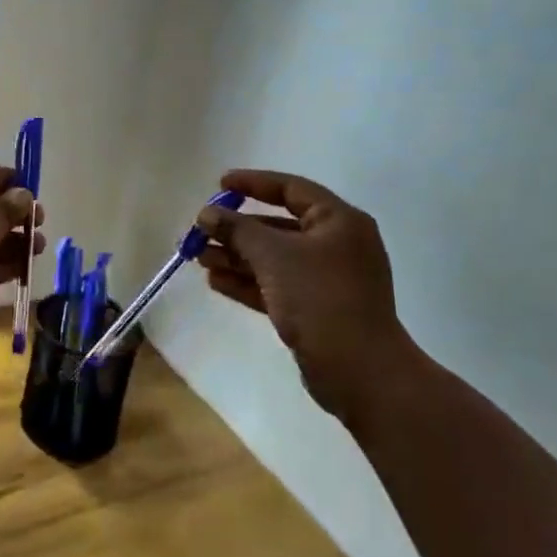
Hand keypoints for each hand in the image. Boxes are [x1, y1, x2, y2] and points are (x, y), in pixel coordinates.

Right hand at [193, 169, 415, 423]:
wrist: (360, 372)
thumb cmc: (320, 298)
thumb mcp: (273, 256)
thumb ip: (237, 229)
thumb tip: (207, 213)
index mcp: (338, 221)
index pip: (291, 188)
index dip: (253, 183)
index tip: (219, 184)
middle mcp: (336, 245)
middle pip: (278, 226)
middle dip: (237, 228)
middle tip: (200, 229)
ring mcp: (327, 279)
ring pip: (273, 258)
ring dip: (236, 256)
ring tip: (197, 256)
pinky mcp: (316, 309)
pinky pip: (276, 285)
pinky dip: (248, 281)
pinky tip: (215, 281)